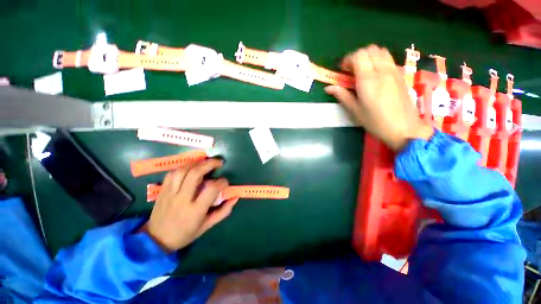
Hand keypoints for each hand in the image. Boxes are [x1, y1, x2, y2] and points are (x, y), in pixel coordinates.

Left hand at [140, 159, 238, 252]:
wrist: (157, 239)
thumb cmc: (185, 234)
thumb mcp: (207, 226)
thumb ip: (223, 211)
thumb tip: (235, 198)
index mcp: (195, 210)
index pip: (211, 189)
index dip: (222, 182)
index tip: (225, 182)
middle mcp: (182, 199)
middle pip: (195, 174)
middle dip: (209, 164)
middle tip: (218, 162)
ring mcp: (170, 193)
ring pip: (182, 170)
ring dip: (196, 163)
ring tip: (205, 162)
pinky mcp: (162, 191)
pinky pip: (172, 173)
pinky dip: (183, 167)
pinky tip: (190, 167)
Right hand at [325, 45, 432, 150]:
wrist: (403, 128)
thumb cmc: (375, 121)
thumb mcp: (355, 110)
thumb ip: (342, 95)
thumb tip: (328, 88)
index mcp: (368, 79)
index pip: (358, 56)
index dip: (348, 60)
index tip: (342, 70)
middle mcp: (382, 70)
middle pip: (369, 50)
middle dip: (357, 57)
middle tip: (351, 70)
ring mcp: (393, 71)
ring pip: (381, 51)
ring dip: (369, 56)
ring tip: (363, 70)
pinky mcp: (400, 75)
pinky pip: (389, 58)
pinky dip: (379, 59)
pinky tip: (376, 73)